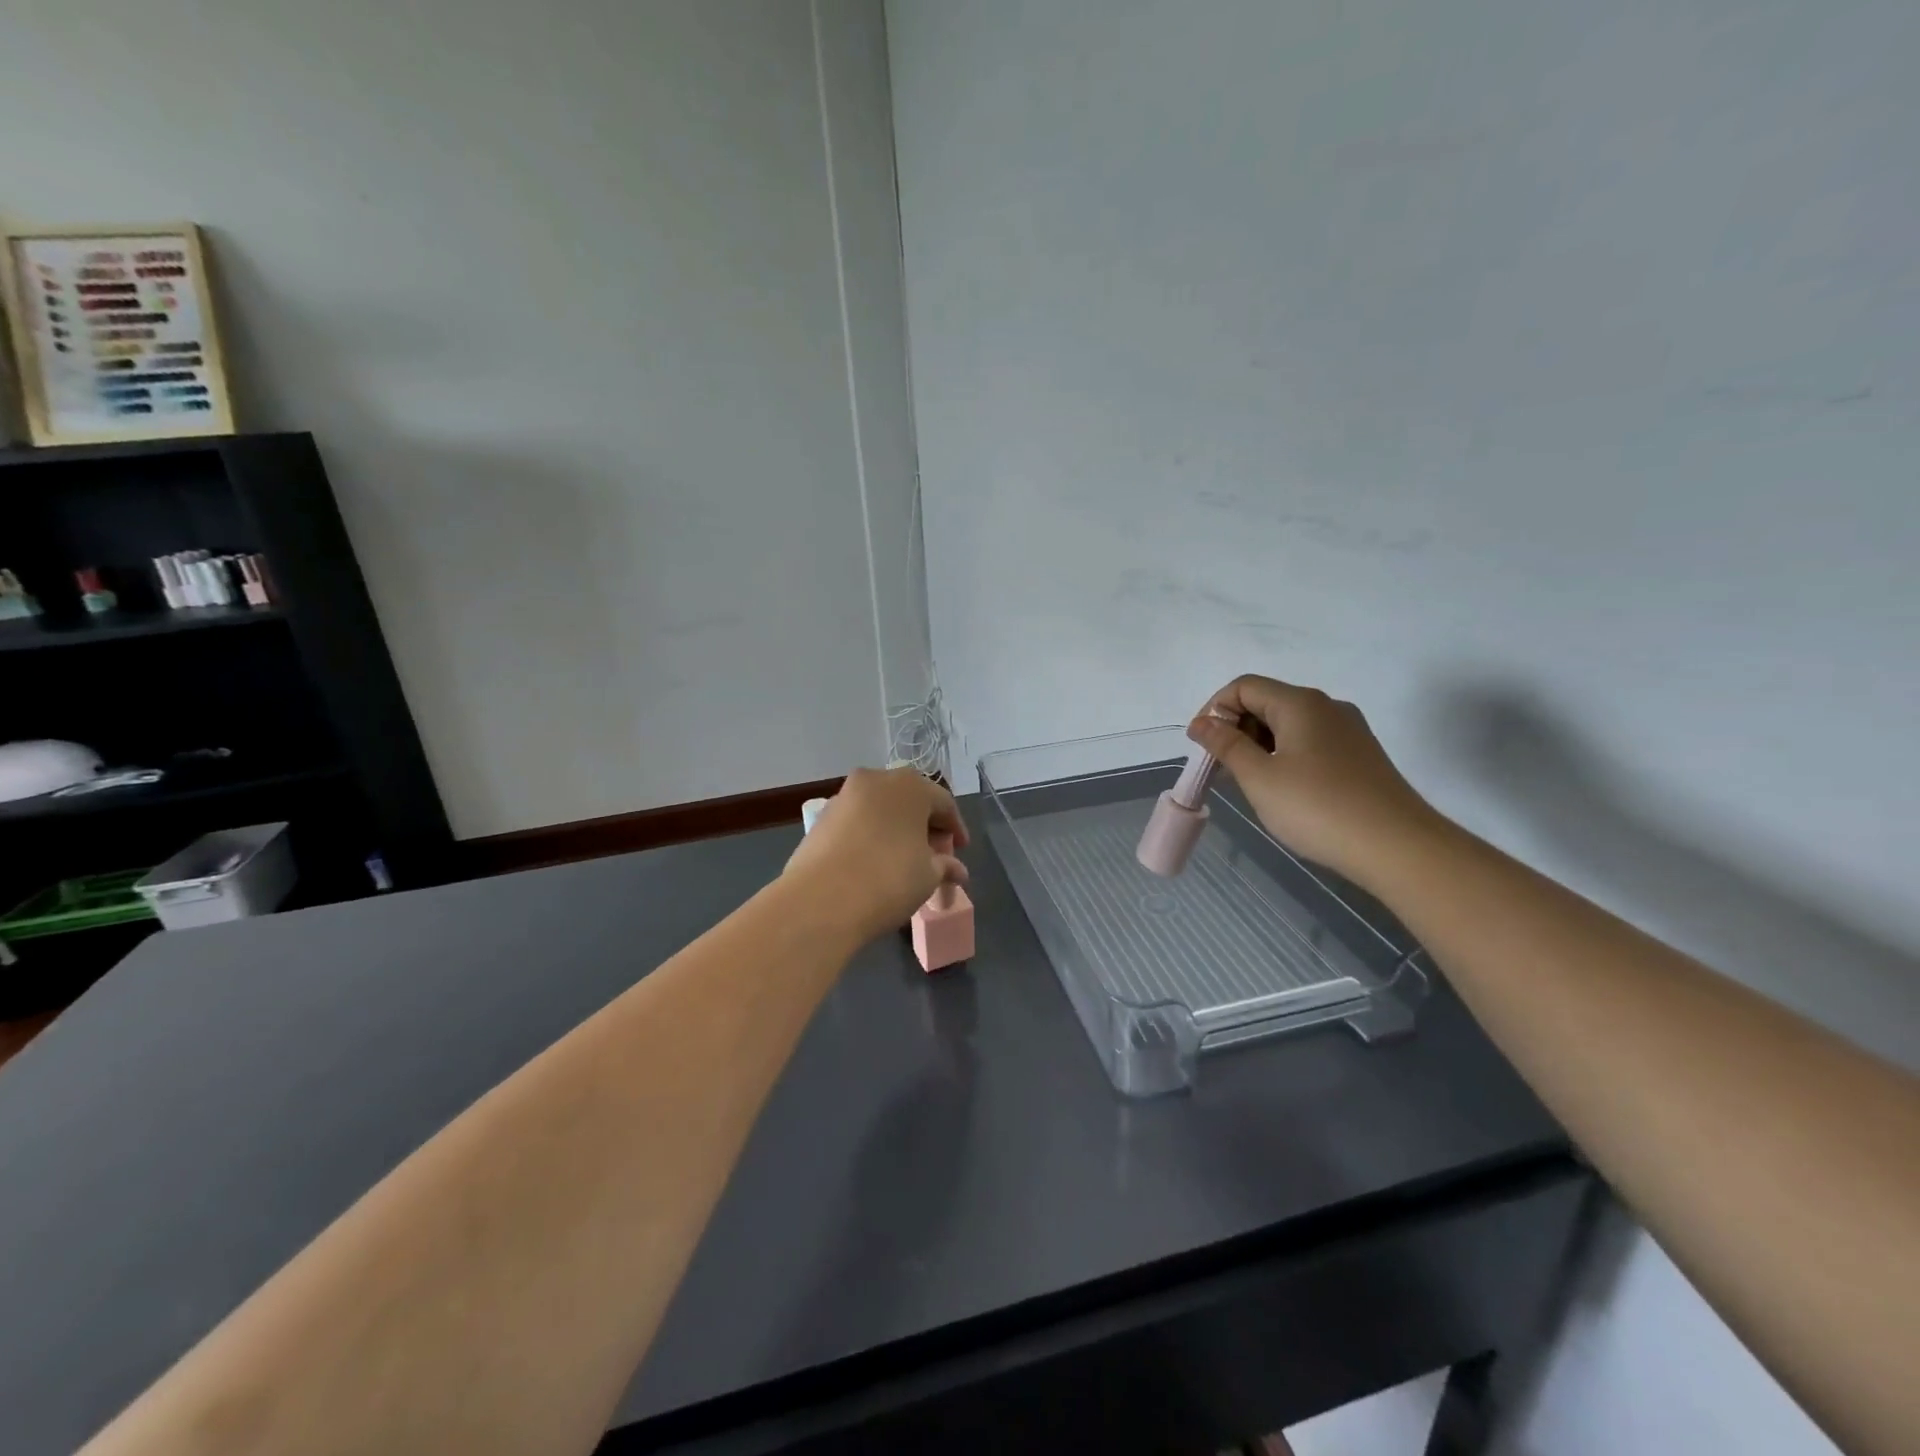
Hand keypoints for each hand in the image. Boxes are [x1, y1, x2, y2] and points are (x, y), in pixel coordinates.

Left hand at [784, 768, 969, 941]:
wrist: (820, 901)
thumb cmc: (888, 879)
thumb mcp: (928, 876)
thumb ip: (945, 866)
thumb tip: (957, 871)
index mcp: (910, 786)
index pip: (943, 803)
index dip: (955, 828)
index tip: (961, 850)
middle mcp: (876, 780)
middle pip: (910, 800)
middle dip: (925, 825)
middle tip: (935, 854)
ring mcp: (845, 796)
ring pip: (881, 808)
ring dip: (896, 828)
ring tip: (904, 858)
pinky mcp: (822, 817)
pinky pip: (858, 820)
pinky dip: (871, 834)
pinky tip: (874, 860)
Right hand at [1186, 675, 1442, 887]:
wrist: (1399, 847)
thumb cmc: (1319, 808)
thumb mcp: (1259, 777)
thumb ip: (1226, 745)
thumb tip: (1201, 722)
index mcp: (1300, 703)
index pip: (1244, 687)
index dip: (1214, 710)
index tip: (1203, 748)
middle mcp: (1326, 707)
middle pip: (1266, 702)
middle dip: (1235, 730)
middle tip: (1221, 771)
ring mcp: (1348, 731)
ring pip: (1288, 726)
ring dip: (1257, 747)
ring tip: (1247, 785)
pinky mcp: (1359, 756)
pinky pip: (1309, 744)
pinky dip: (1283, 758)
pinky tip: (1281, 791)